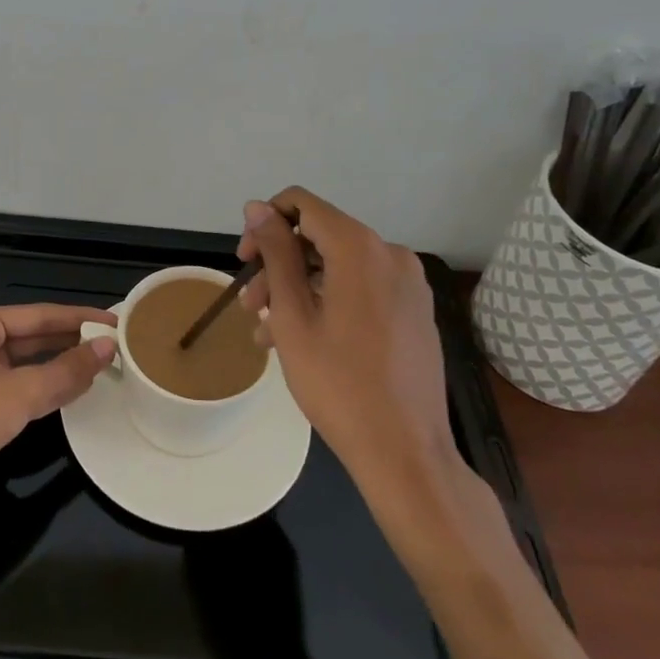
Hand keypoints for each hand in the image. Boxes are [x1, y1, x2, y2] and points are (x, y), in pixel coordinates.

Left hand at [0, 304, 116, 540]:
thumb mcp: (21, 393)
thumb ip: (67, 370)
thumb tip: (108, 348)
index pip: (40, 314)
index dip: (79, 318)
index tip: (115, 321)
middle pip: (33, 335)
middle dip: (71, 340)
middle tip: (113, 344)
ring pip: (26, 363)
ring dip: (59, 364)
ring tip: (99, 364)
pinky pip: (18, 387)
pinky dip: (44, 387)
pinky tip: (69, 392)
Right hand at [239, 187, 459, 491]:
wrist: (406, 453)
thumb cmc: (339, 383)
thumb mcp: (292, 315)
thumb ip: (275, 252)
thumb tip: (257, 207)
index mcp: (360, 247)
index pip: (302, 204)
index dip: (266, 223)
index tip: (244, 260)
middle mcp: (390, 253)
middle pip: (319, 237)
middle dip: (278, 264)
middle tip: (250, 304)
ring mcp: (408, 283)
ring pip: (338, 266)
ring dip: (298, 288)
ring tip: (267, 332)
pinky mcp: (414, 310)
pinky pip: (361, 288)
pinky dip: (328, 300)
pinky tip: (302, 339)